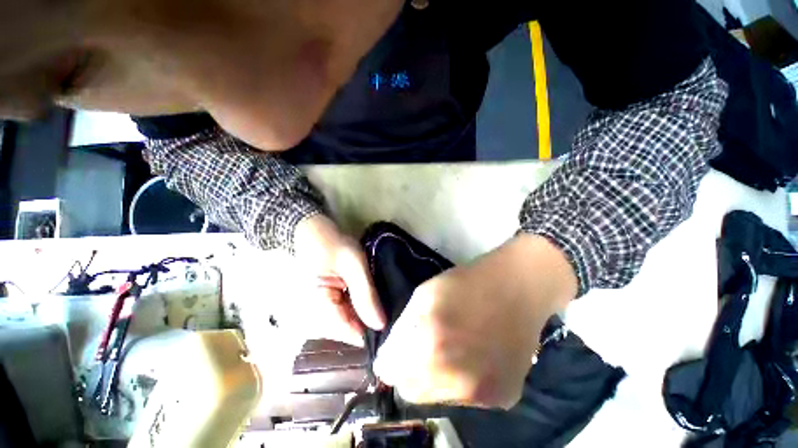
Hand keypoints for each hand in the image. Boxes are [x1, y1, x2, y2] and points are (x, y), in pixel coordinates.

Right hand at [293, 214, 385, 345]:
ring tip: (389, 308)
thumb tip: (380, 325)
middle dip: (372, 324)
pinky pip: (347, 311)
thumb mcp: (353, 265)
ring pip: (350, 321)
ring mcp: (323, 307)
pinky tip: (375, 301)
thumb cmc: (332, 244)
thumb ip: (365, 294)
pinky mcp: (329, 299)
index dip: (372, 335)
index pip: (348, 334)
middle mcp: (317, 314)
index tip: (395, 330)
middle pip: (349, 329)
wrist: (312, 230)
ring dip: (368, 315)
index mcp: (318, 308)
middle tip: (397, 316)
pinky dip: (361, 307)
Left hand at [374, 234, 576, 408]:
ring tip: (451, 349)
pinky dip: (462, 382)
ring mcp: (481, 394)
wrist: (516, 288)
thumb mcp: (424, 295)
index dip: (390, 361)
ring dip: (435, 379)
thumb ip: (404, 328)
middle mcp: (454, 379)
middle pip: (411, 391)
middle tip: (421, 350)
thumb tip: (391, 355)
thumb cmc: (465, 283)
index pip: (390, 372)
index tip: (394, 353)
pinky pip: (466, 397)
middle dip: (409, 372)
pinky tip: (474, 356)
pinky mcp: (502, 398)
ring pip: (438, 398)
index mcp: (430, 344)